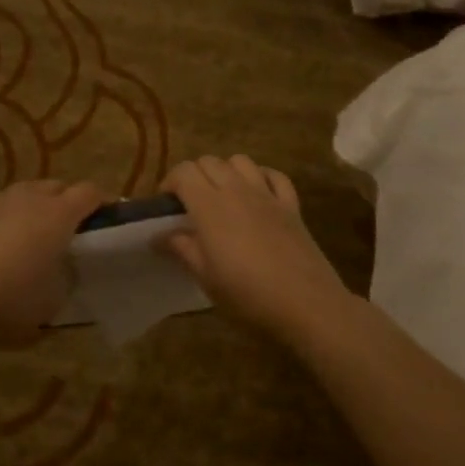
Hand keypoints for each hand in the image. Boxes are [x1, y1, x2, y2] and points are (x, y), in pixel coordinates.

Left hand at [0, 179, 102, 345]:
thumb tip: (65, 268)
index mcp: (58, 215)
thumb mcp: (54, 300)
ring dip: (36, 206)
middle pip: (57, 186)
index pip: (90, 192)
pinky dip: (7, 216)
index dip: (102, 202)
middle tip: (68, 229)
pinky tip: (0, 241)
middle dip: (67, 201)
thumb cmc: (12, 301)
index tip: (106, 218)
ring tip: (32, 233)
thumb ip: (67, 277)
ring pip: (26, 192)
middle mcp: (30, 198)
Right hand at [158, 156, 353, 337]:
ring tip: (222, 196)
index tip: (166, 207)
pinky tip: (257, 195)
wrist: (306, 304)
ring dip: (226, 171)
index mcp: (210, 206)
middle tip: (190, 204)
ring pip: (241, 161)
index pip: (184, 171)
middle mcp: (237, 190)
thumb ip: (181, 249)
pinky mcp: (291, 205)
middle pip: (210, 161)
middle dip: (194, 175)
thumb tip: (158, 235)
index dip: (170, 182)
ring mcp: (267, 195)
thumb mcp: (205, 277)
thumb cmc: (247, 294)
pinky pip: (274, 176)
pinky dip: (261, 177)